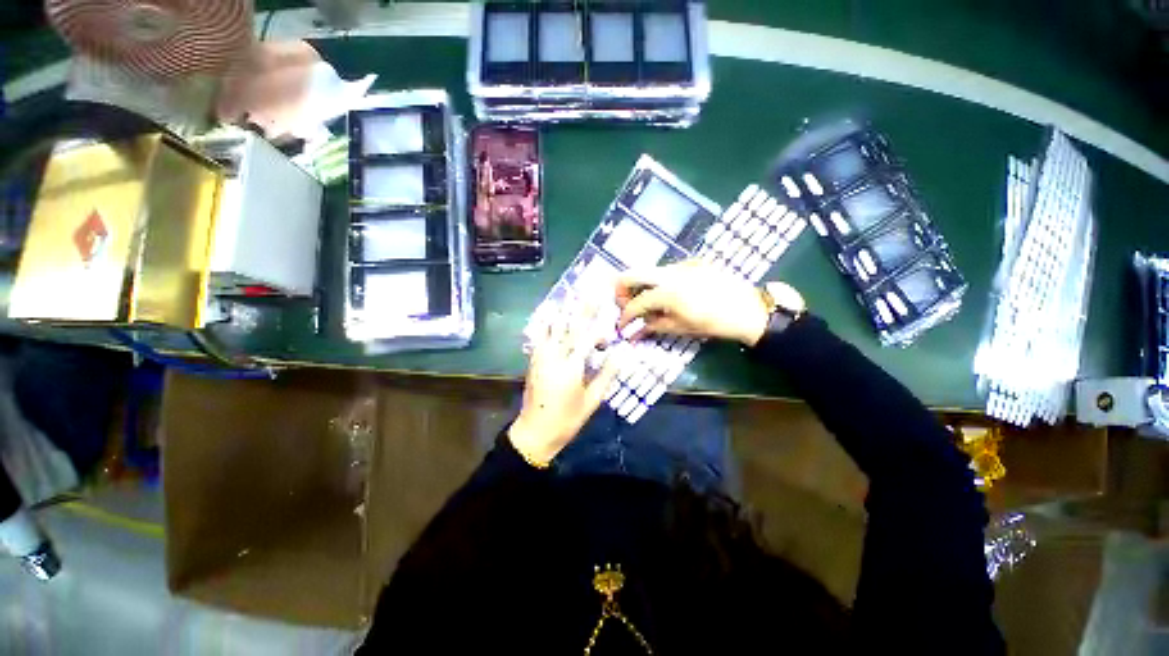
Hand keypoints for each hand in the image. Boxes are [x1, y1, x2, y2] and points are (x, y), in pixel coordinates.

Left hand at [510, 303, 621, 465]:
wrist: (534, 432)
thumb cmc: (567, 419)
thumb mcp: (592, 401)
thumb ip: (606, 375)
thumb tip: (621, 354)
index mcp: (571, 367)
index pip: (587, 339)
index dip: (599, 330)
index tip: (610, 325)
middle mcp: (554, 356)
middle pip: (569, 326)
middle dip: (581, 308)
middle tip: (591, 291)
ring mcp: (540, 357)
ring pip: (552, 327)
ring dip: (563, 310)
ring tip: (570, 294)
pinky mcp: (533, 360)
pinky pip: (539, 336)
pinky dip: (545, 322)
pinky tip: (548, 312)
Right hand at [616, 261, 777, 345]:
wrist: (749, 310)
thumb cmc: (715, 324)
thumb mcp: (681, 328)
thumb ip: (653, 326)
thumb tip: (633, 332)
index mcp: (667, 293)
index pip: (635, 303)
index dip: (625, 316)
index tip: (621, 326)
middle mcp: (669, 273)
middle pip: (631, 274)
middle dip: (621, 290)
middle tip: (624, 305)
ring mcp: (681, 265)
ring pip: (648, 271)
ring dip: (640, 286)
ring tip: (646, 303)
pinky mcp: (692, 263)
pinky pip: (665, 271)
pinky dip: (658, 283)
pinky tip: (666, 296)